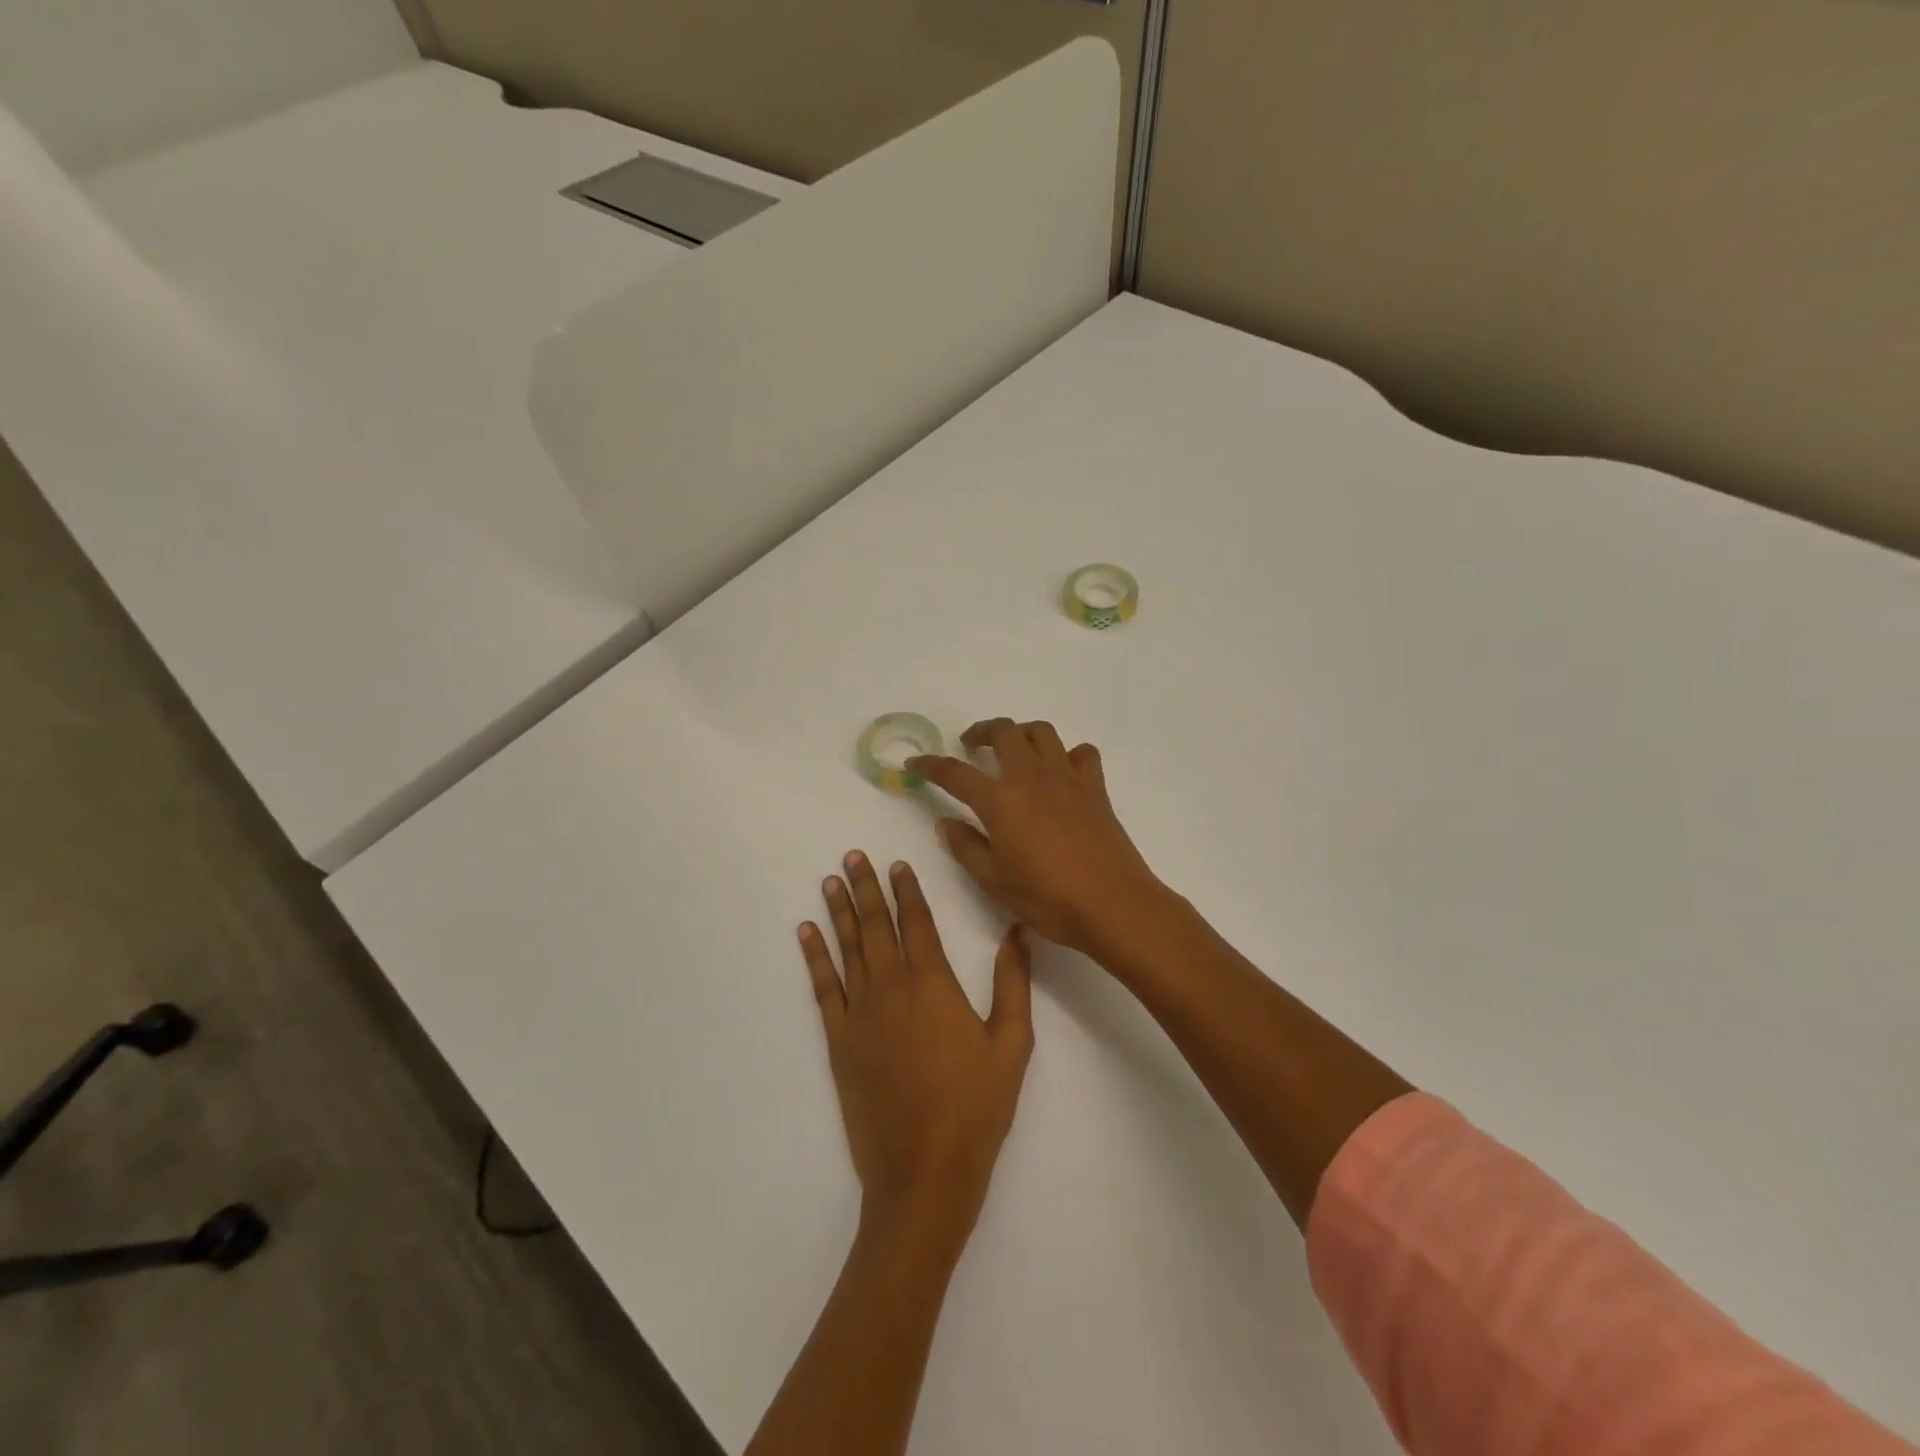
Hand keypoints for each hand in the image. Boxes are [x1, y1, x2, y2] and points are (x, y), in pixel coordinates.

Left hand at [800, 852, 1033, 1241]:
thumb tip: (1017, 932)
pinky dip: (814, 957)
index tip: (897, 863)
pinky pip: (823, 988)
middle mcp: (891, 987)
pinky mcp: (839, 1041)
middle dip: (866, 887)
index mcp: (933, 983)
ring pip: (847, 948)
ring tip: (830, 881)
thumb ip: (1013, 982)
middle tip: (852, 856)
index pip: (917, 921)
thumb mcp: (1012, 1044)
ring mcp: (859, 1013)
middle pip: (876, 925)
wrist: (923, 1172)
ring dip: (839, 911)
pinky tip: (806, 934)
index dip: (907, 890)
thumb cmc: (975, 1107)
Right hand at [908, 720, 1164, 955]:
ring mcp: (1067, 778)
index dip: (930, 765)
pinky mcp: (1095, 788)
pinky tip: (1062, 772)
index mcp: (1000, 800)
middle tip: (971, 746)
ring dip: (1022, 733)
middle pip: (1003, 731)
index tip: (914, 765)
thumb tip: (945, 822)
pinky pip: (1082, 754)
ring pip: (1042, 732)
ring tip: (1014, 750)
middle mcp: (1031, 777)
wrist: (1112, 904)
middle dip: (981, 731)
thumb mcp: (994, 880)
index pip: (955, 773)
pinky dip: (1068, 755)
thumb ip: (966, 847)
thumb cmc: (1048, 898)